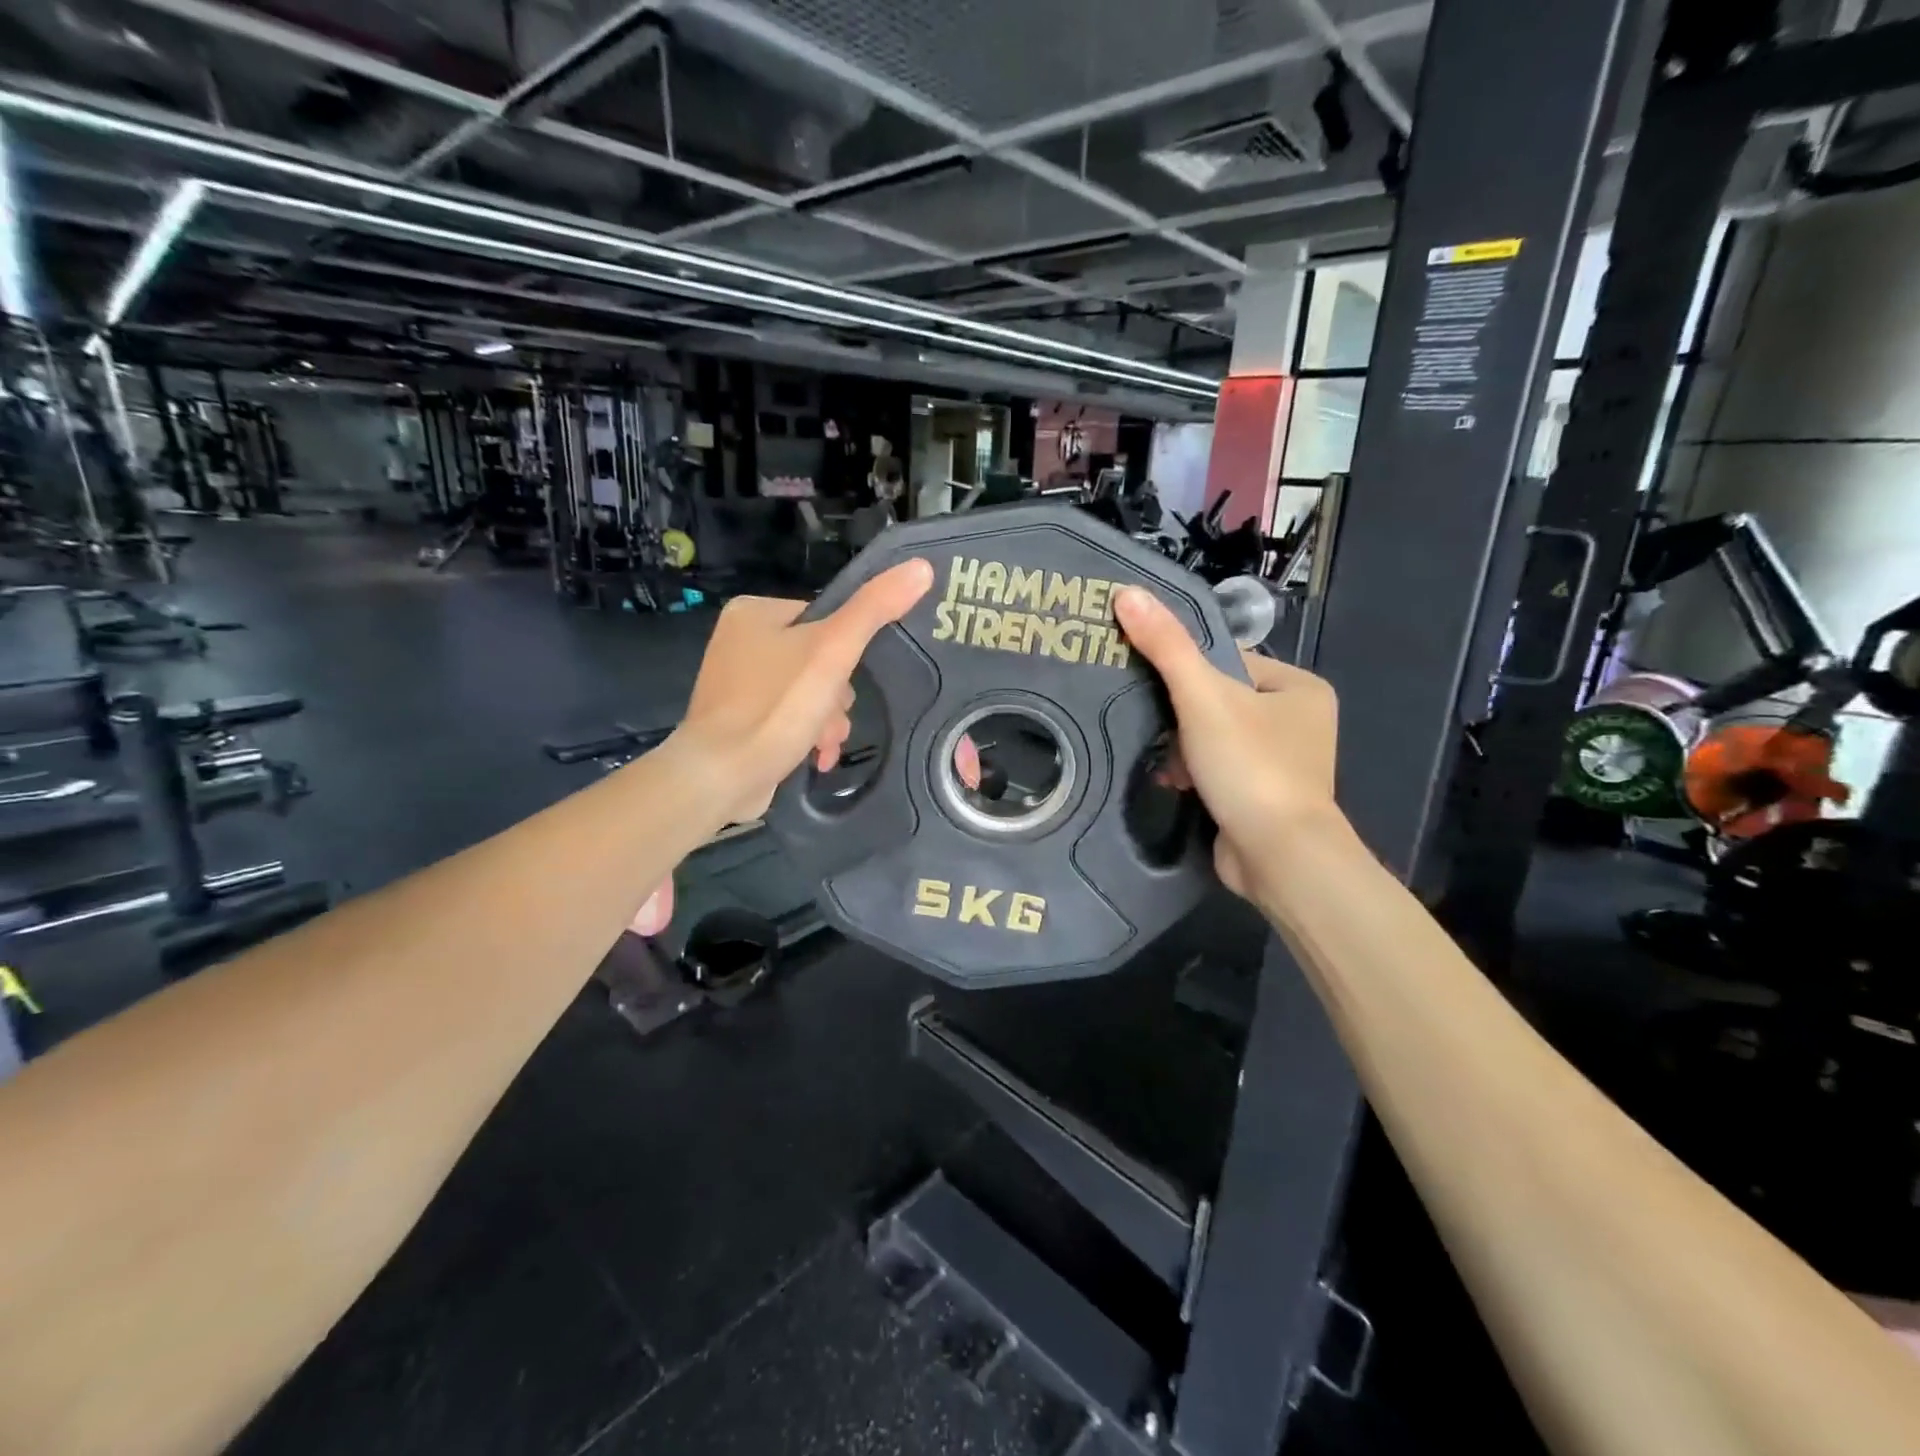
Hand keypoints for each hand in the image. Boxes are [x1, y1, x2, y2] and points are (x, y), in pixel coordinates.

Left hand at [670, 559, 933, 824]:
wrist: (720, 776)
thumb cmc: (776, 707)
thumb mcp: (833, 651)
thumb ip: (875, 609)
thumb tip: (921, 567)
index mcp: (754, 612)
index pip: (824, 619)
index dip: (844, 653)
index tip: (844, 681)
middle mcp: (740, 641)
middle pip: (818, 660)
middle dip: (835, 697)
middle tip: (831, 719)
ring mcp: (737, 684)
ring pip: (808, 692)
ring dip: (827, 721)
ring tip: (823, 743)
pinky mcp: (739, 721)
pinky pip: (788, 717)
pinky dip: (807, 735)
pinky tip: (815, 757)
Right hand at [1113, 586, 1344, 905]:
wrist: (1278, 857)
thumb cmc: (1250, 766)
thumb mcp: (1203, 697)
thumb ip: (1166, 646)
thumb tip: (1126, 592)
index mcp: (1299, 687)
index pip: (1228, 662)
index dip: (1186, 674)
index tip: (1152, 688)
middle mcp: (1299, 721)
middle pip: (1218, 701)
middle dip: (1181, 719)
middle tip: (1155, 731)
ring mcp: (1283, 762)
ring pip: (1214, 738)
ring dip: (1183, 749)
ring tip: (1164, 764)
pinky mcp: (1264, 796)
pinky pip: (1219, 770)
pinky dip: (1194, 774)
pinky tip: (1174, 783)